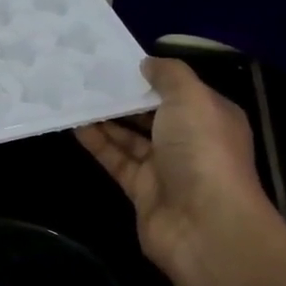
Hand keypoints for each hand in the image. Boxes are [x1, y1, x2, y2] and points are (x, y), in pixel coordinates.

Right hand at [76, 57, 278, 285]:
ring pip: (130, 137)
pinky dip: (97, 143)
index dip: (150, 76)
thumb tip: (147, 63)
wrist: (204, 224)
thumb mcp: (191, 98)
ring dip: (105, 118)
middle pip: (151, 114)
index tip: (116, 60)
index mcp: (210, 116)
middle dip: (124, 97)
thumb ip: (169, 75)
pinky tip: (75, 124)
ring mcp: (165, 168)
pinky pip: (116, 160)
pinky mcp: (141, 190)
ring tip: (75, 95)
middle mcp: (189, 141)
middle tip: (87, 75)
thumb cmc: (202, 151)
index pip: (179, 91)